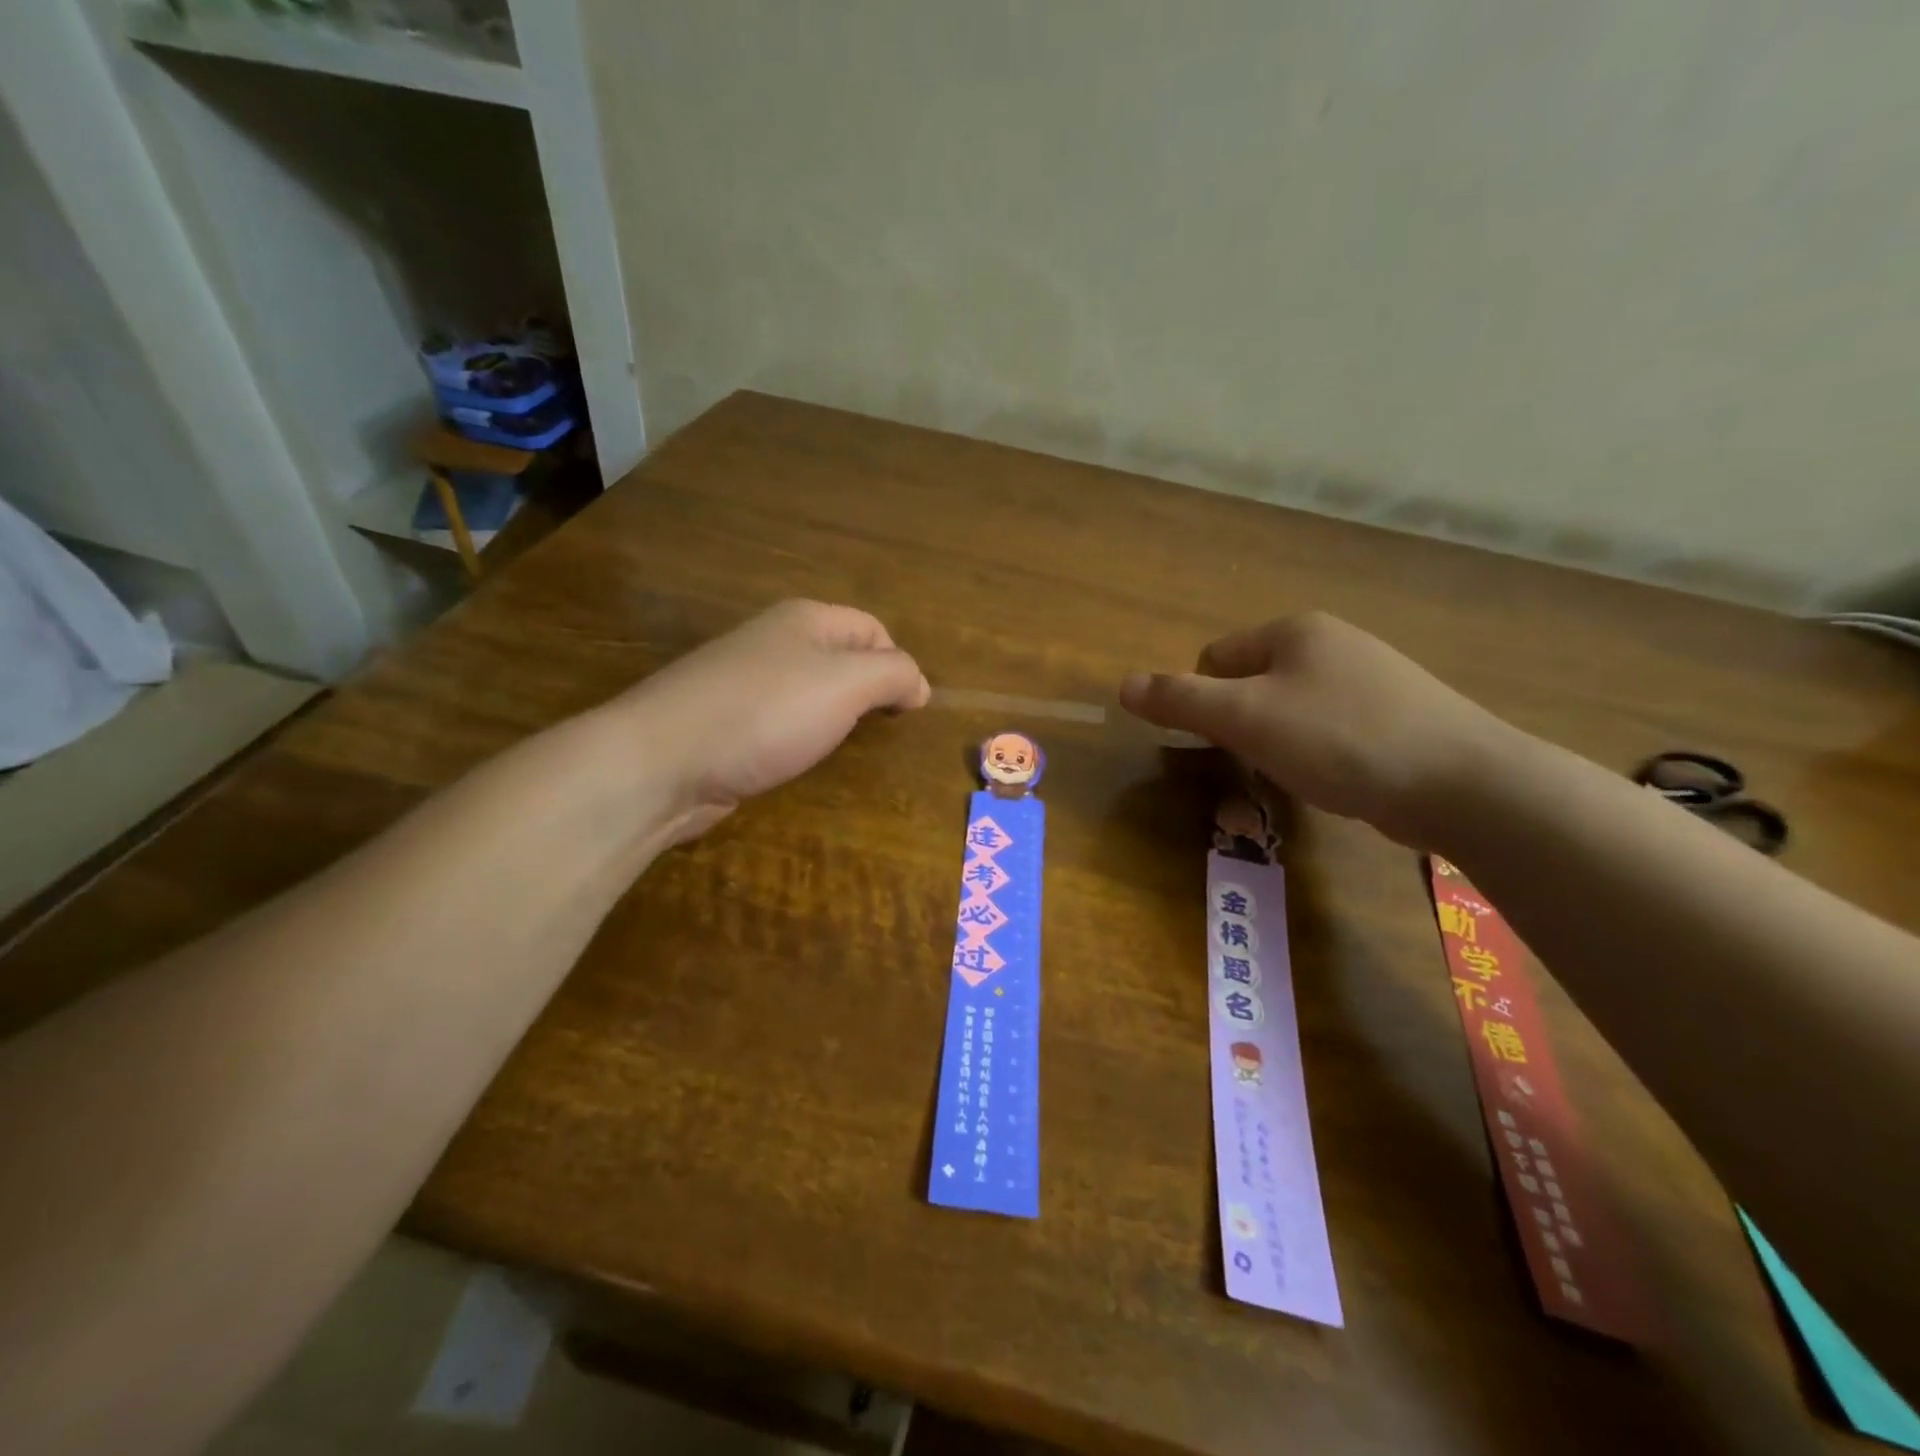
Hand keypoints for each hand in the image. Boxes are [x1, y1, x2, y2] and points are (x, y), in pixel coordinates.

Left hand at [617, 600, 928, 837]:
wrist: (663, 761)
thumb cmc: (765, 713)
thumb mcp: (846, 684)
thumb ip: (893, 675)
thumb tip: (920, 685)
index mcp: (806, 620)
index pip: (873, 629)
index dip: (898, 665)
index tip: (908, 711)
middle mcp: (775, 641)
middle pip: (842, 659)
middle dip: (867, 693)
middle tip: (877, 732)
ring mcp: (745, 681)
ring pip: (810, 693)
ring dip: (833, 719)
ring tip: (840, 747)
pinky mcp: (727, 721)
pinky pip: (780, 721)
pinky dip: (799, 738)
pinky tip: (796, 758)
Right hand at [1118, 612, 1517, 846]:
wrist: (1463, 782)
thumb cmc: (1340, 739)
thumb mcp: (1246, 718)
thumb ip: (1181, 700)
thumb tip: (1122, 685)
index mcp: (1295, 630)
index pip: (1215, 657)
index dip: (1205, 701)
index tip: (1223, 741)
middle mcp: (1334, 642)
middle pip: (1252, 682)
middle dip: (1243, 724)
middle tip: (1259, 762)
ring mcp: (1372, 677)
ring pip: (1291, 709)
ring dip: (1279, 742)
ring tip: (1302, 775)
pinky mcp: (1399, 715)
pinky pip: (1330, 729)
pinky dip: (1320, 753)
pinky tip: (1339, 779)